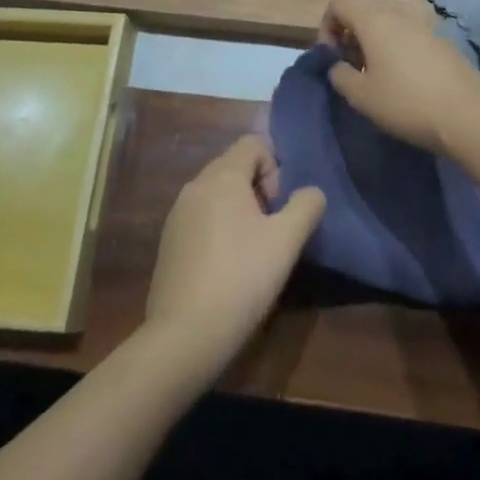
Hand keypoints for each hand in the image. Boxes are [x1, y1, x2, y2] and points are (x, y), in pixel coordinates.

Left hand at [143, 136, 324, 379]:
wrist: (184, 335)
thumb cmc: (241, 279)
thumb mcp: (286, 241)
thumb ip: (306, 206)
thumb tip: (311, 192)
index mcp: (221, 176)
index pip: (253, 143)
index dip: (275, 167)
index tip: (279, 207)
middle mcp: (195, 185)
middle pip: (234, 166)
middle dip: (259, 189)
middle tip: (271, 230)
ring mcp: (176, 214)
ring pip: (217, 193)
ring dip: (239, 209)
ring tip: (251, 251)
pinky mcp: (168, 242)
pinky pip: (201, 216)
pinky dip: (219, 227)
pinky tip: (227, 267)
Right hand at [321, 0, 479, 155]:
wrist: (467, 117)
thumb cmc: (405, 103)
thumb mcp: (361, 96)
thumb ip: (339, 75)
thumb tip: (338, 66)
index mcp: (375, 22)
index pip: (338, 3)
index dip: (326, 27)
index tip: (332, 57)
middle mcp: (399, 16)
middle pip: (364, 13)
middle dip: (350, 38)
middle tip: (352, 71)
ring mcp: (425, 28)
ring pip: (388, 27)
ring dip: (374, 46)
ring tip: (378, 80)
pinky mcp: (443, 44)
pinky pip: (410, 39)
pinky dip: (398, 53)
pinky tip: (406, 84)